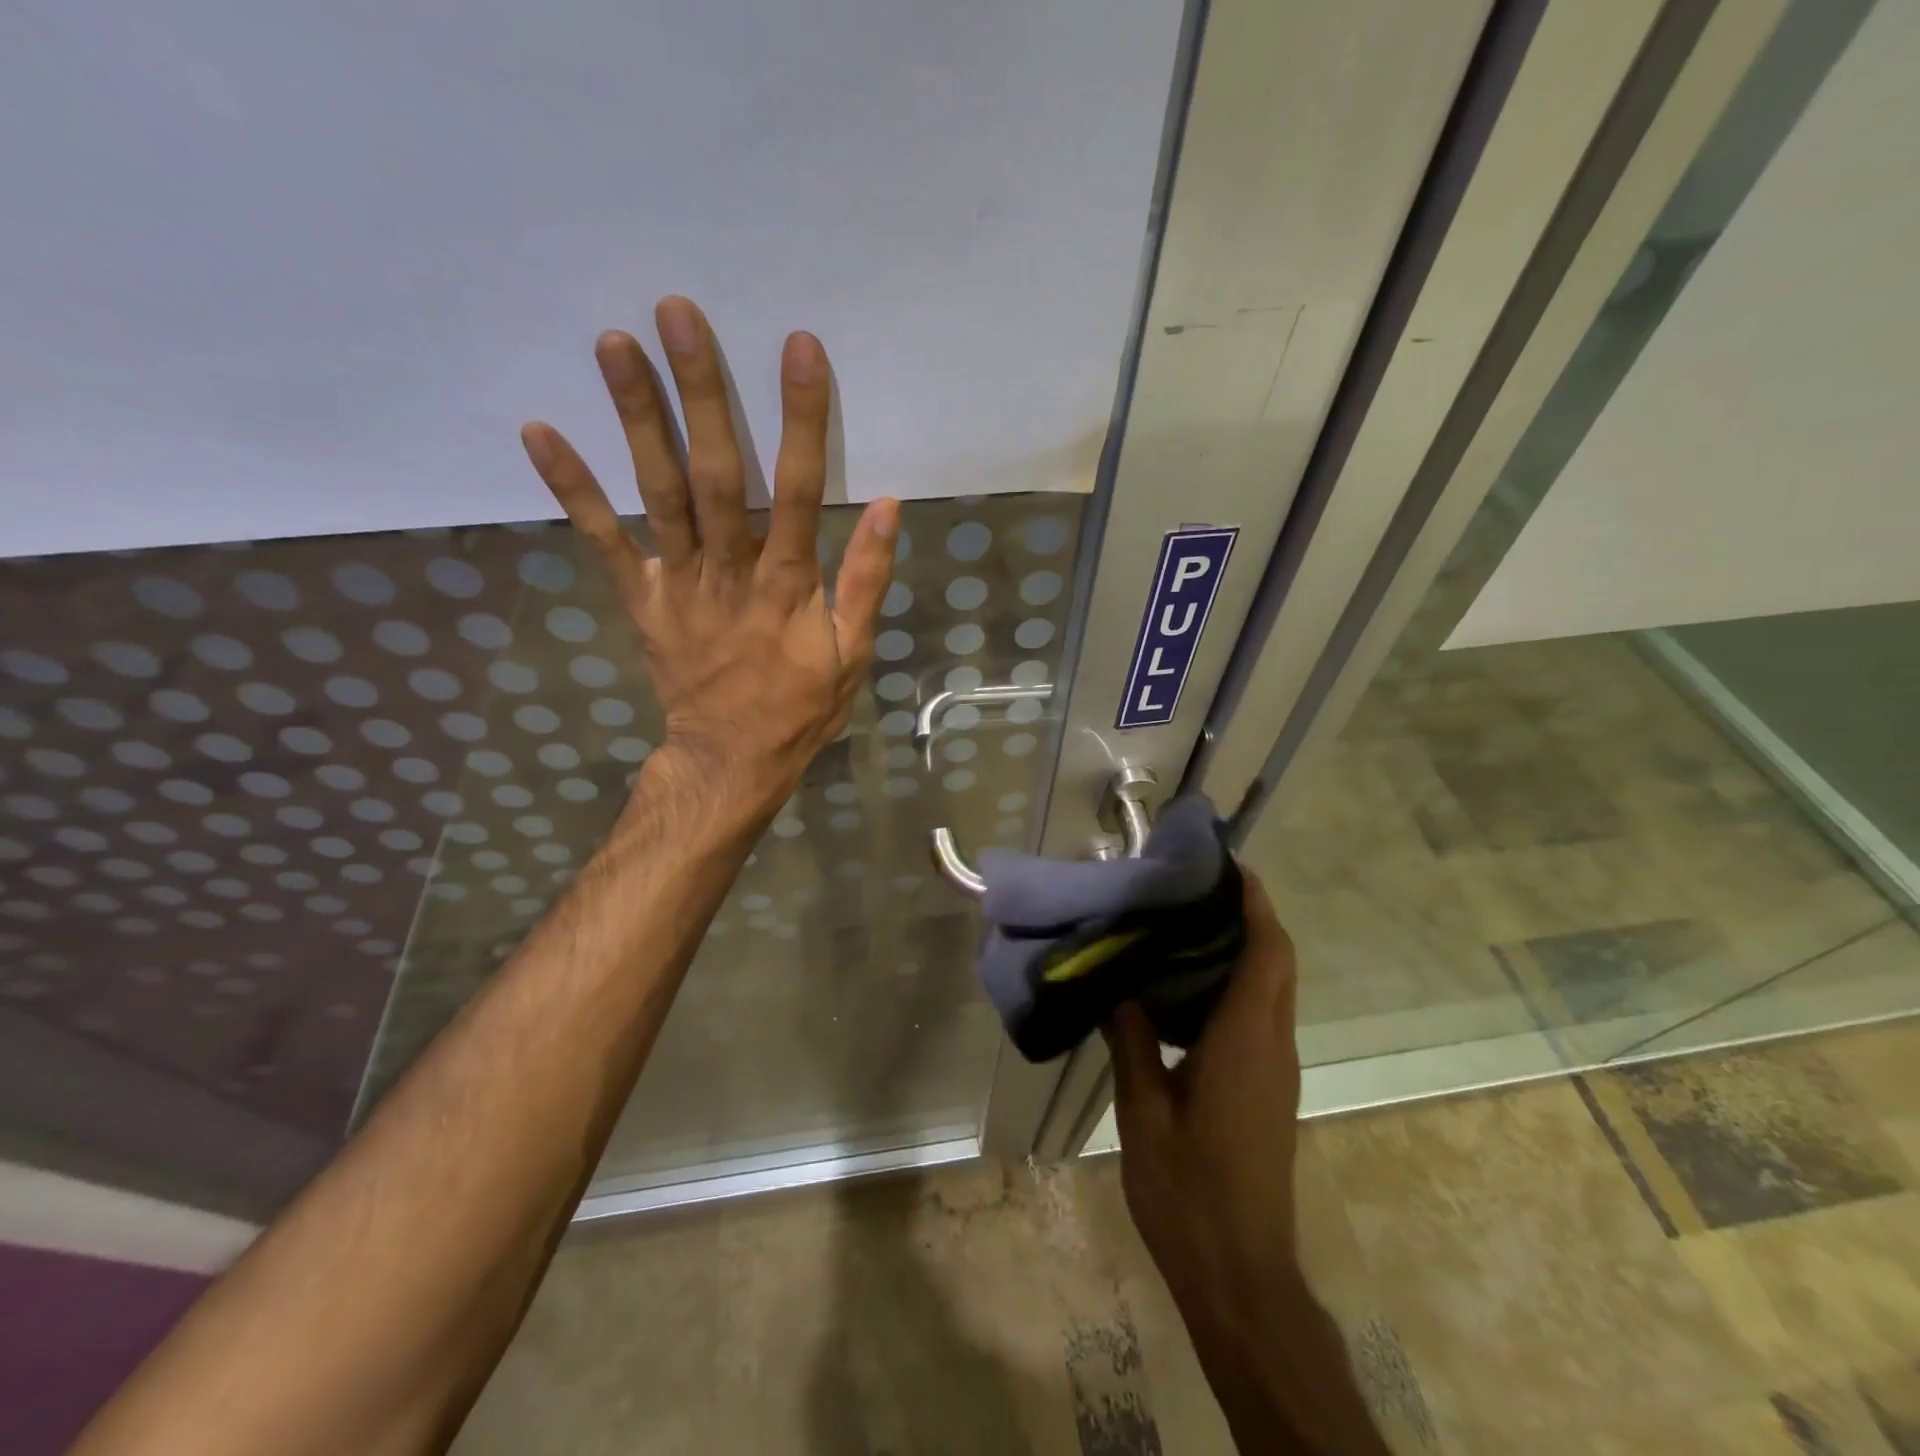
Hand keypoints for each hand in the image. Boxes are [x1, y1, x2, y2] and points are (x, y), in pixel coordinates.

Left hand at [519, 296, 898, 815]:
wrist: (731, 761)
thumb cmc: (799, 708)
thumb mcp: (853, 653)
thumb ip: (866, 580)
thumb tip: (886, 505)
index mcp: (787, 586)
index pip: (796, 490)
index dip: (800, 420)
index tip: (797, 349)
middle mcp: (729, 573)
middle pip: (715, 476)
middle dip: (700, 394)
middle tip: (679, 314)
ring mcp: (678, 585)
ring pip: (657, 495)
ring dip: (634, 419)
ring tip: (613, 343)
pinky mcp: (642, 600)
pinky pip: (604, 543)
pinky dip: (572, 490)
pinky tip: (540, 432)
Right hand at [1104, 873, 1385, 1452]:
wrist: (1241, 1273)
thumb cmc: (1189, 1191)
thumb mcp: (1143, 1113)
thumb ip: (1132, 1042)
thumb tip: (1118, 985)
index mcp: (1245, 1041)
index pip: (1267, 952)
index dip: (1254, 903)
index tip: (1225, 865)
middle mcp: (1271, 1045)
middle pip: (1278, 962)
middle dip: (1250, 915)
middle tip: (1194, 886)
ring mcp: (1275, 1069)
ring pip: (1272, 988)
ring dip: (1244, 946)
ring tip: (1184, 922)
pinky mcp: (1268, 1087)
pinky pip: (1260, 1014)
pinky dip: (1236, 982)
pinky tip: (1183, 986)